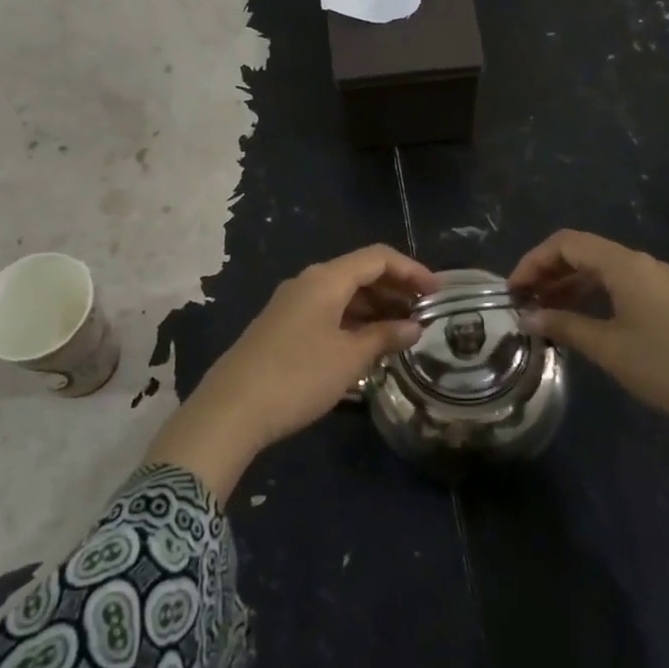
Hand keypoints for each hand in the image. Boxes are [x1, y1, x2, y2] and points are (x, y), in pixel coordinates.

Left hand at [146, 245, 436, 499]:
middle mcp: (307, 282)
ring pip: (342, 294)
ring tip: (400, 332)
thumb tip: (413, 327)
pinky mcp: (281, 327)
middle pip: (359, 272)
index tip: (437, 292)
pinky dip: (352, 321)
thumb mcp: (349, 358)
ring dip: (374, 307)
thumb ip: (385, 337)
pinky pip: (326, 312)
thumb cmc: (298, 377)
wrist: (231, 409)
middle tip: (423, 314)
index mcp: (325, 279)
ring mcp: (291, 304)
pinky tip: (366, 345)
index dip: (411, 270)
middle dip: (394, 289)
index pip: (377, 258)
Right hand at [509, 229, 668, 480]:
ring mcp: (657, 281)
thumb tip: (527, 316)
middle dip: (548, 272)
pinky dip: (591, 295)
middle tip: (523, 301)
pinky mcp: (667, 302)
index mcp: (624, 265)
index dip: (533, 261)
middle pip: (583, 251)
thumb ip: (564, 326)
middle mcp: (641, 263)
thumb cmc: (666, 367)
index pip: (566, 243)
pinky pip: (618, 285)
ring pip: (601, 269)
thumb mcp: (608, 348)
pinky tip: (579, 320)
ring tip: (543, 312)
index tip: (512, 290)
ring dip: (568, 285)